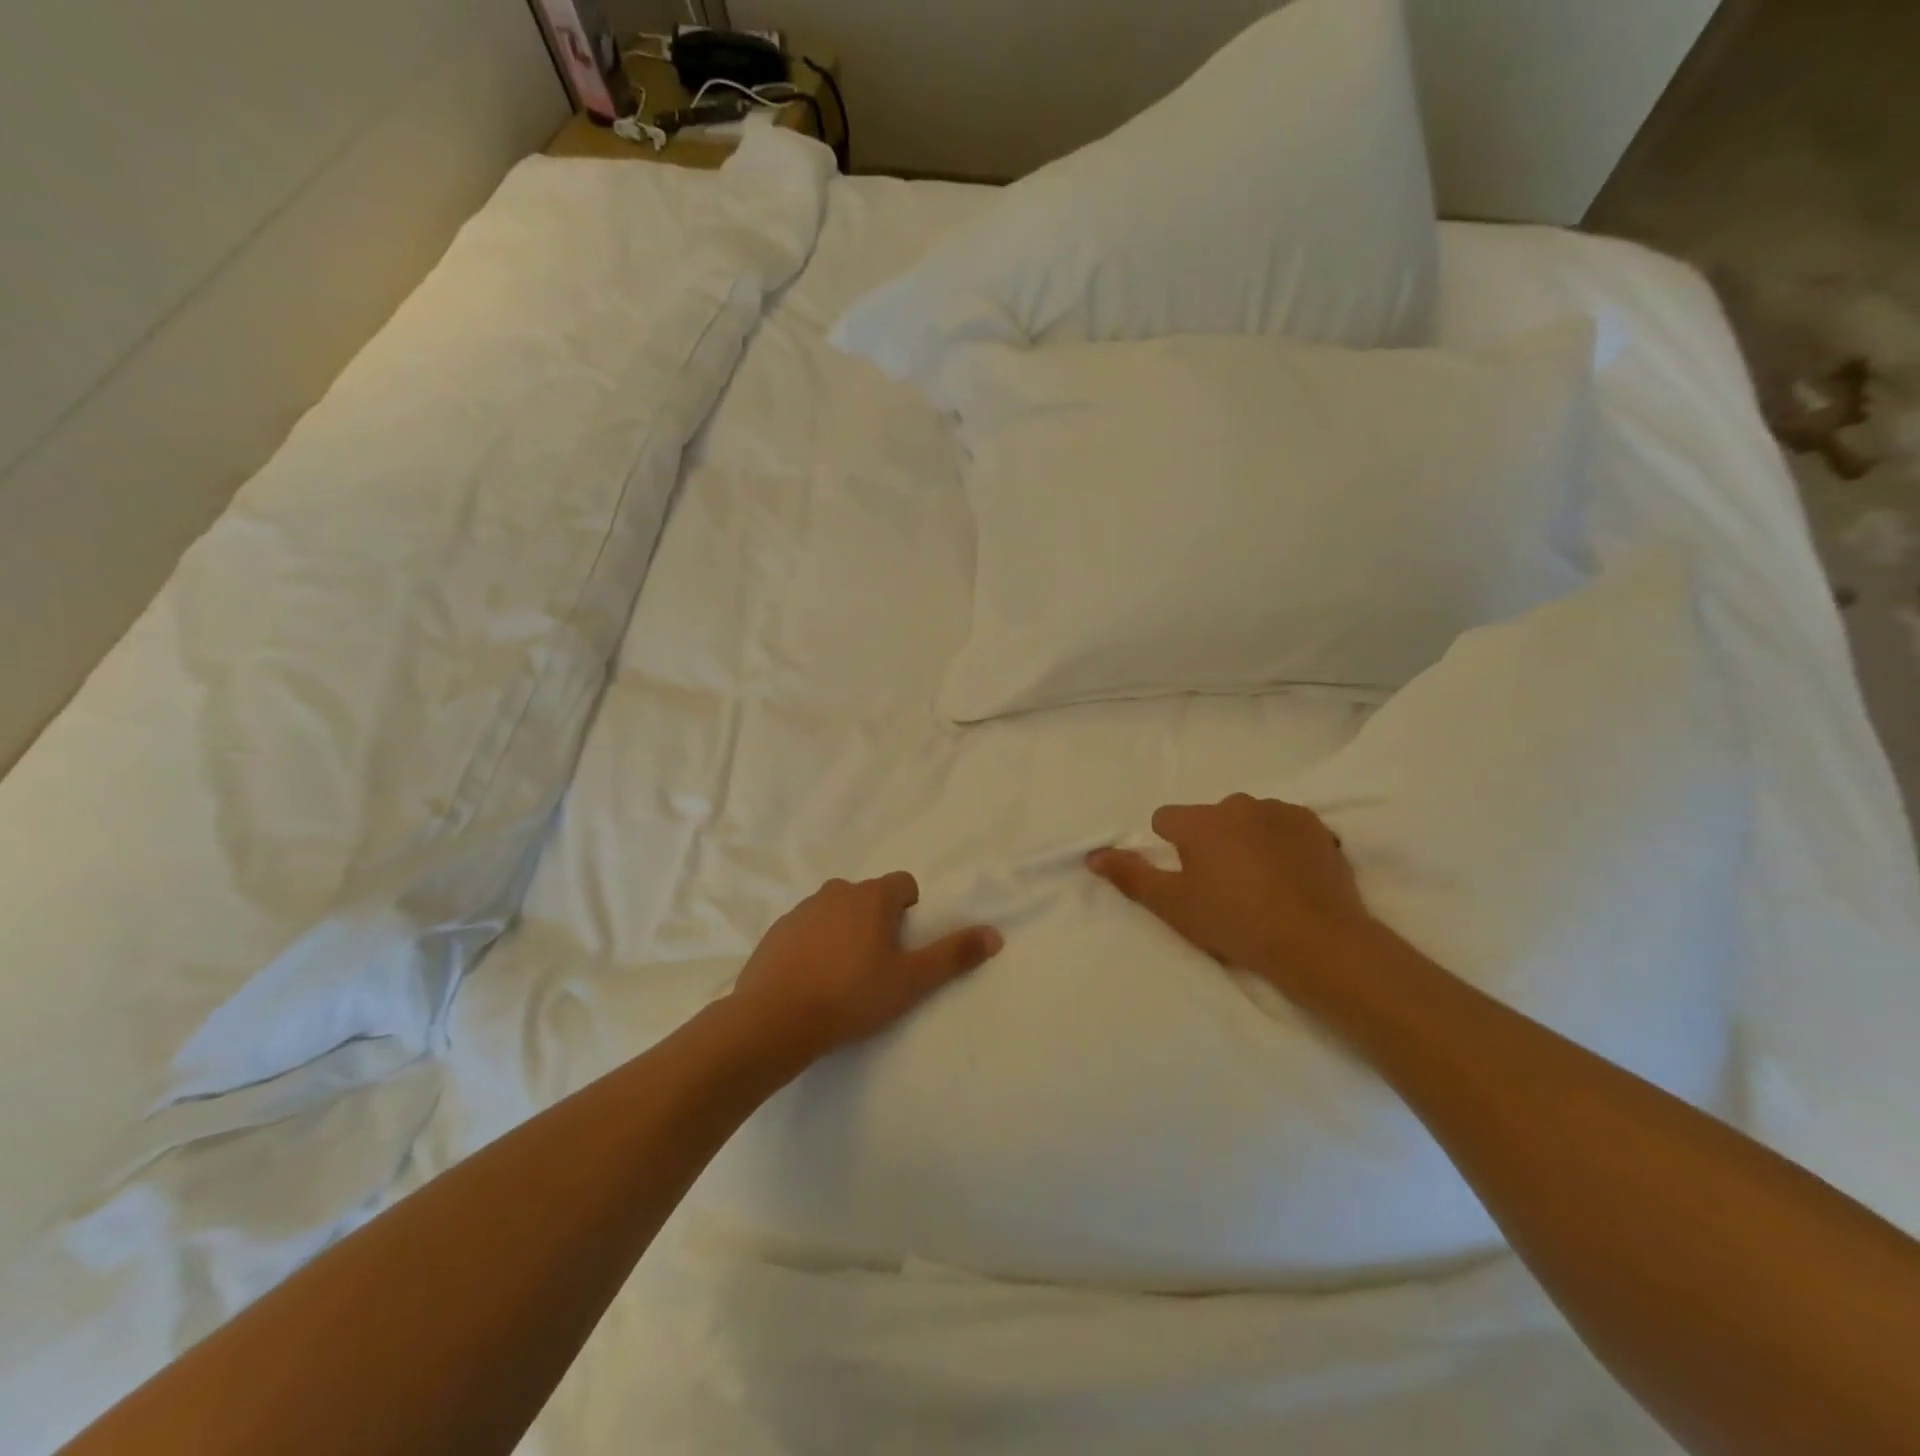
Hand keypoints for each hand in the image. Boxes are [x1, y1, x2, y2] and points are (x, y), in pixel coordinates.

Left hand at [732, 873, 1002, 1059]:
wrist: (773, 1020)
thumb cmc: (851, 996)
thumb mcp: (911, 981)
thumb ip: (954, 955)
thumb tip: (995, 934)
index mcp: (871, 896)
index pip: (904, 885)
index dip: (912, 912)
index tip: (906, 947)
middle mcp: (836, 892)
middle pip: (869, 898)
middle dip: (878, 923)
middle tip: (879, 966)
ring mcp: (801, 910)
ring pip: (836, 913)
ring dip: (845, 933)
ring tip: (844, 978)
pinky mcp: (775, 932)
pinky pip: (806, 931)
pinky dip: (815, 947)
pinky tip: (812, 982)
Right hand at [1088, 795, 1376, 982]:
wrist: (1318, 941)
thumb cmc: (1235, 922)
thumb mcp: (1173, 905)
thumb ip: (1130, 875)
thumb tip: (1093, 855)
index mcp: (1200, 820)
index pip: (1165, 820)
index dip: (1171, 849)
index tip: (1188, 881)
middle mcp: (1238, 804)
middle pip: (1209, 817)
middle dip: (1211, 842)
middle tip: (1225, 886)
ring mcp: (1281, 811)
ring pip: (1248, 819)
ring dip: (1247, 839)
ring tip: (1262, 883)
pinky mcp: (1316, 826)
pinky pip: (1285, 826)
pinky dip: (1282, 843)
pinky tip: (1291, 876)